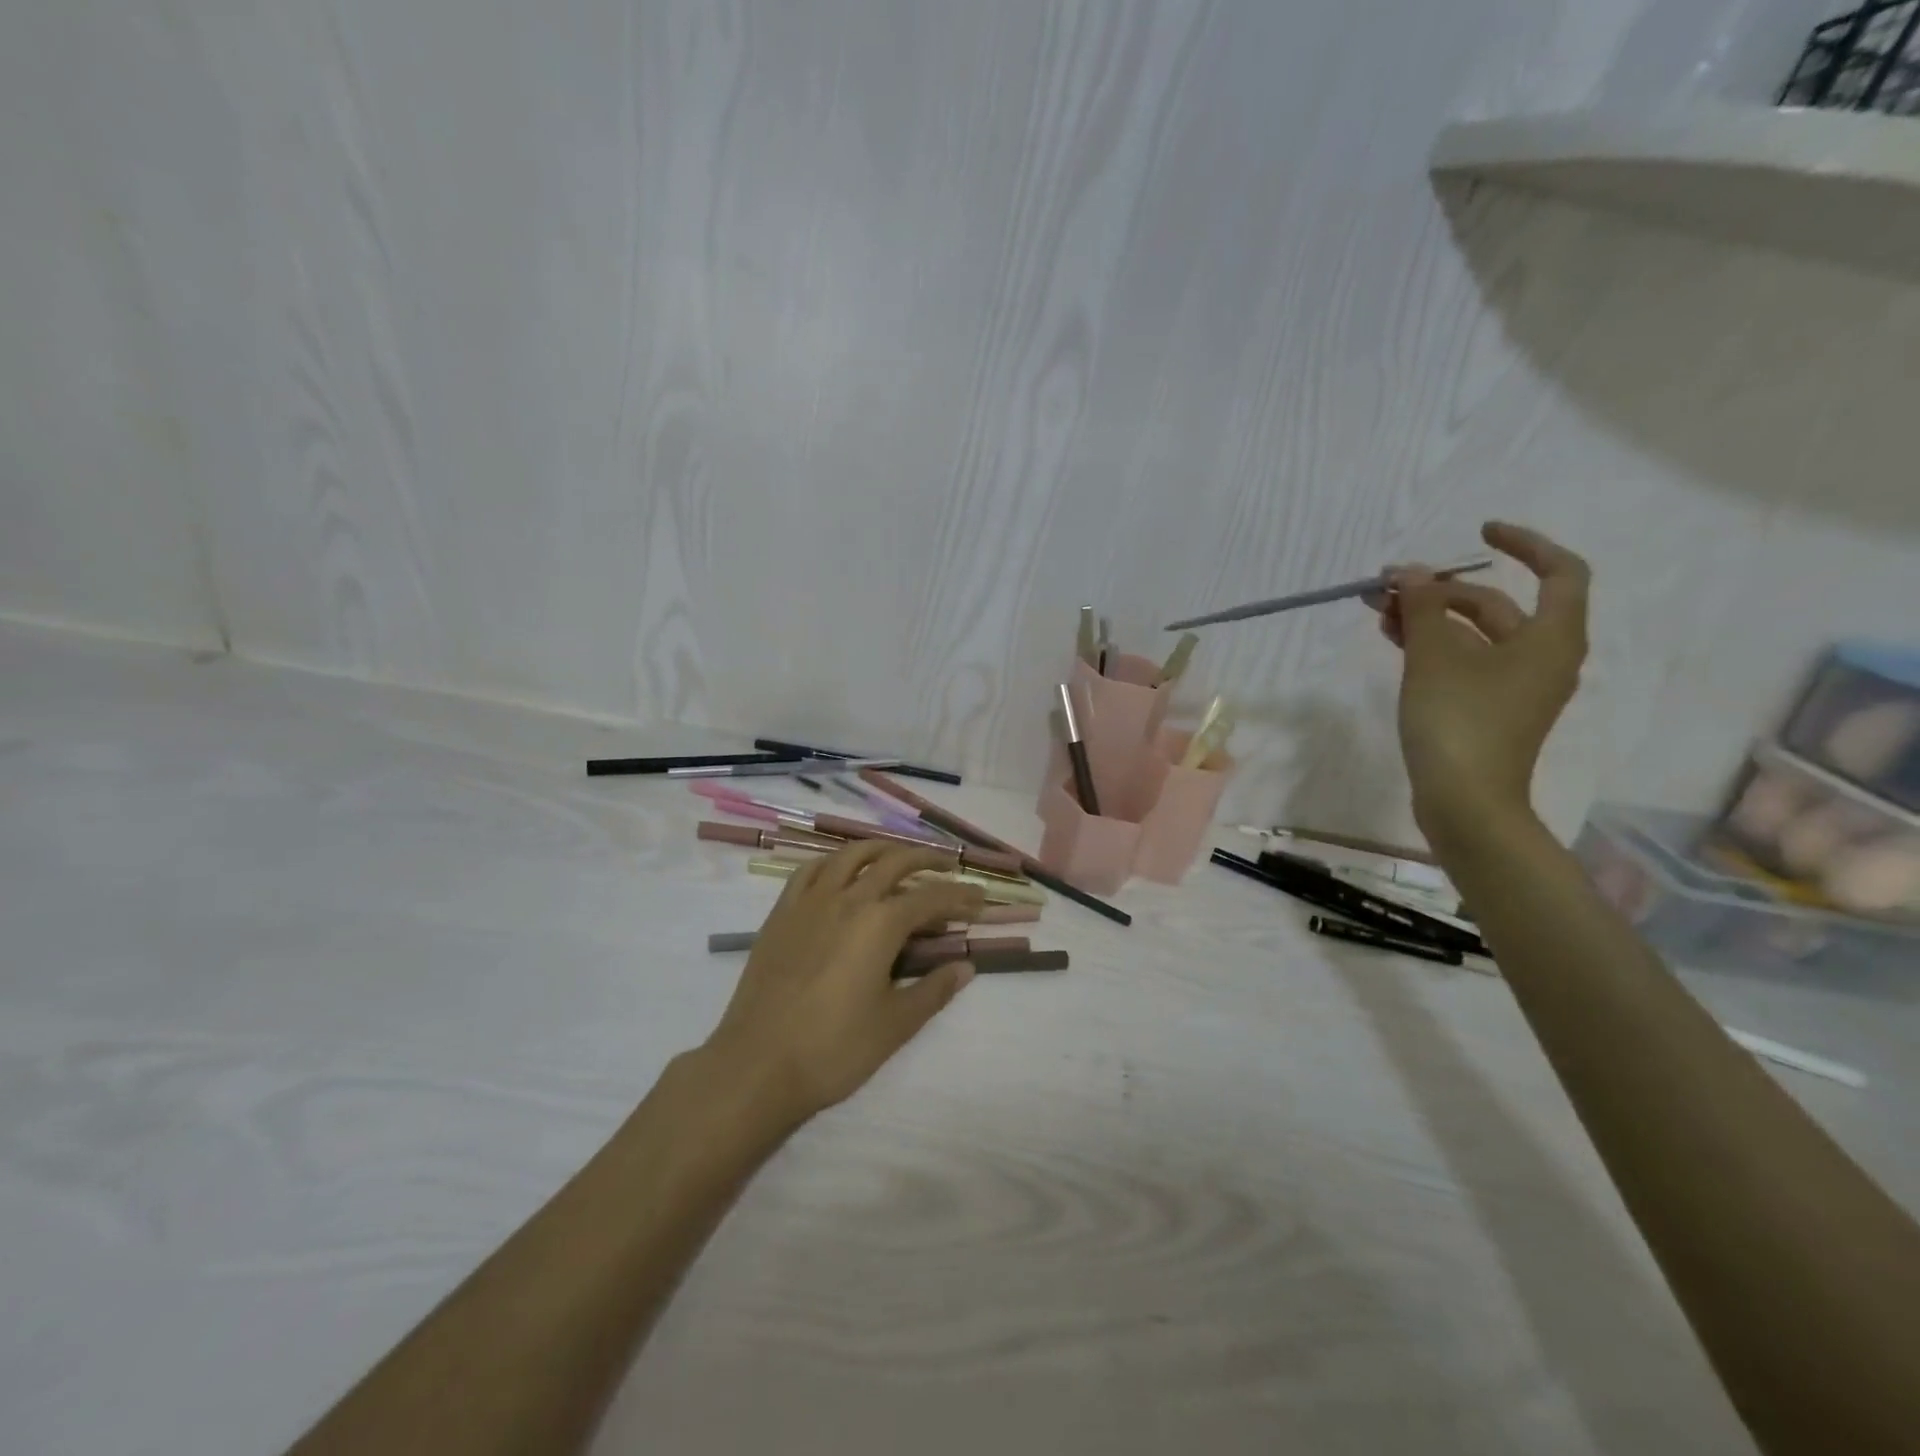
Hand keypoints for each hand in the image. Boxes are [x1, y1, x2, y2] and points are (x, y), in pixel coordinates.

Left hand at [703, 842, 985, 1126]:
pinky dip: (834, 862)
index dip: (960, 896)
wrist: (757, 1065)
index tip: (980, 899)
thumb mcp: (895, 1025)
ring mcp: (810, 902)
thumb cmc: (834, 1049)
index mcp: (880, 923)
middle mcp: (848, 899)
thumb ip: (934, 990)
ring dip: (882, 849)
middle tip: (948, 867)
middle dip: (927, 860)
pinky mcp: (782, 913)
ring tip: (899, 857)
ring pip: (851, 855)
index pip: (931, 897)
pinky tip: (841, 870)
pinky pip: (810, 870)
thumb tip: (966, 967)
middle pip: (894, 862)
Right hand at [1371, 521, 1589, 848]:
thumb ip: (1424, 607)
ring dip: (1428, 618)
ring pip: (1473, 636)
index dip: (1524, 544)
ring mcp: (1514, 687)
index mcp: (1551, 638)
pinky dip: (1432, 646)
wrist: (1464, 801)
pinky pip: (1463, 662)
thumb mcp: (1435, 656)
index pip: (1559, 572)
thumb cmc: (1459, 721)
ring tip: (1379, 610)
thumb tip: (1413, 573)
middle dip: (1442, 590)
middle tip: (1389, 585)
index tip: (1478, 532)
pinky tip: (1394, 640)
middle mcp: (1542, 658)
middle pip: (1497, 606)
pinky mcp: (1488, 710)